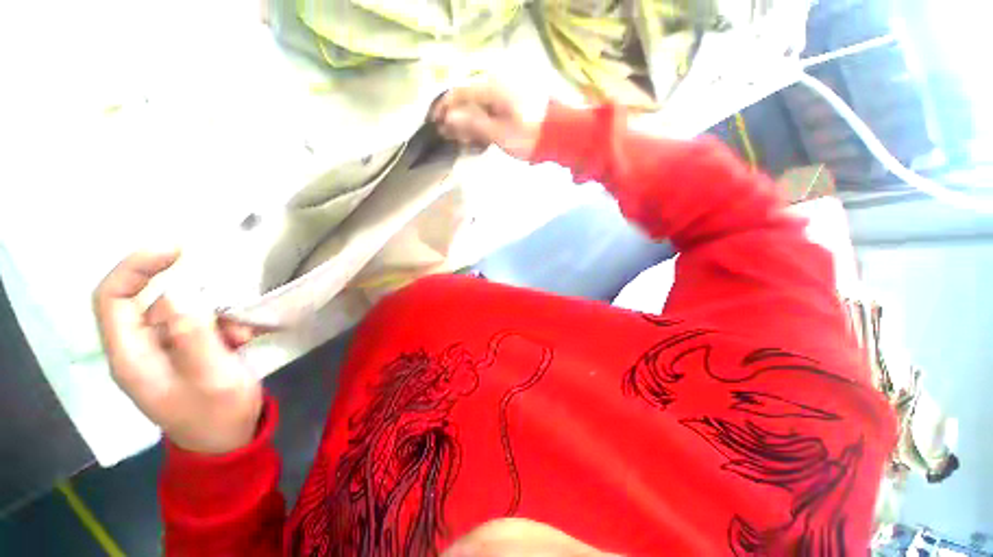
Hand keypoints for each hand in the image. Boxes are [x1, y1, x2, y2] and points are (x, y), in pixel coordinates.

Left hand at [93, 251, 263, 453]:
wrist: (230, 441)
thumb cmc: (219, 414)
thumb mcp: (213, 376)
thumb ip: (194, 335)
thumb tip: (181, 291)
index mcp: (132, 357)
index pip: (113, 298)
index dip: (136, 267)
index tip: (177, 251)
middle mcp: (140, 349)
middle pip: (155, 303)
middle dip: (198, 303)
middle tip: (233, 319)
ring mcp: (163, 351)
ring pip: (184, 312)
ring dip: (218, 316)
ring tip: (244, 336)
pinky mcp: (185, 352)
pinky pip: (200, 323)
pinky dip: (224, 324)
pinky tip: (244, 337)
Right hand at [431, 82, 545, 160]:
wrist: (558, 135)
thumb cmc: (529, 136)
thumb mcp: (500, 133)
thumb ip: (474, 124)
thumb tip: (449, 119)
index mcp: (492, 89)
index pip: (459, 92)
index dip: (444, 107)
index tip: (435, 123)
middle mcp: (496, 86)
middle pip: (466, 98)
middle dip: (454, 117)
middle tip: (446, 134)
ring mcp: (504, 95)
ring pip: (476, 105)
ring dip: (466, 121)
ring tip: (458, 138)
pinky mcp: (509, 105)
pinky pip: (487, 110)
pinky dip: (479, 122)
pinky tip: (475, 135)